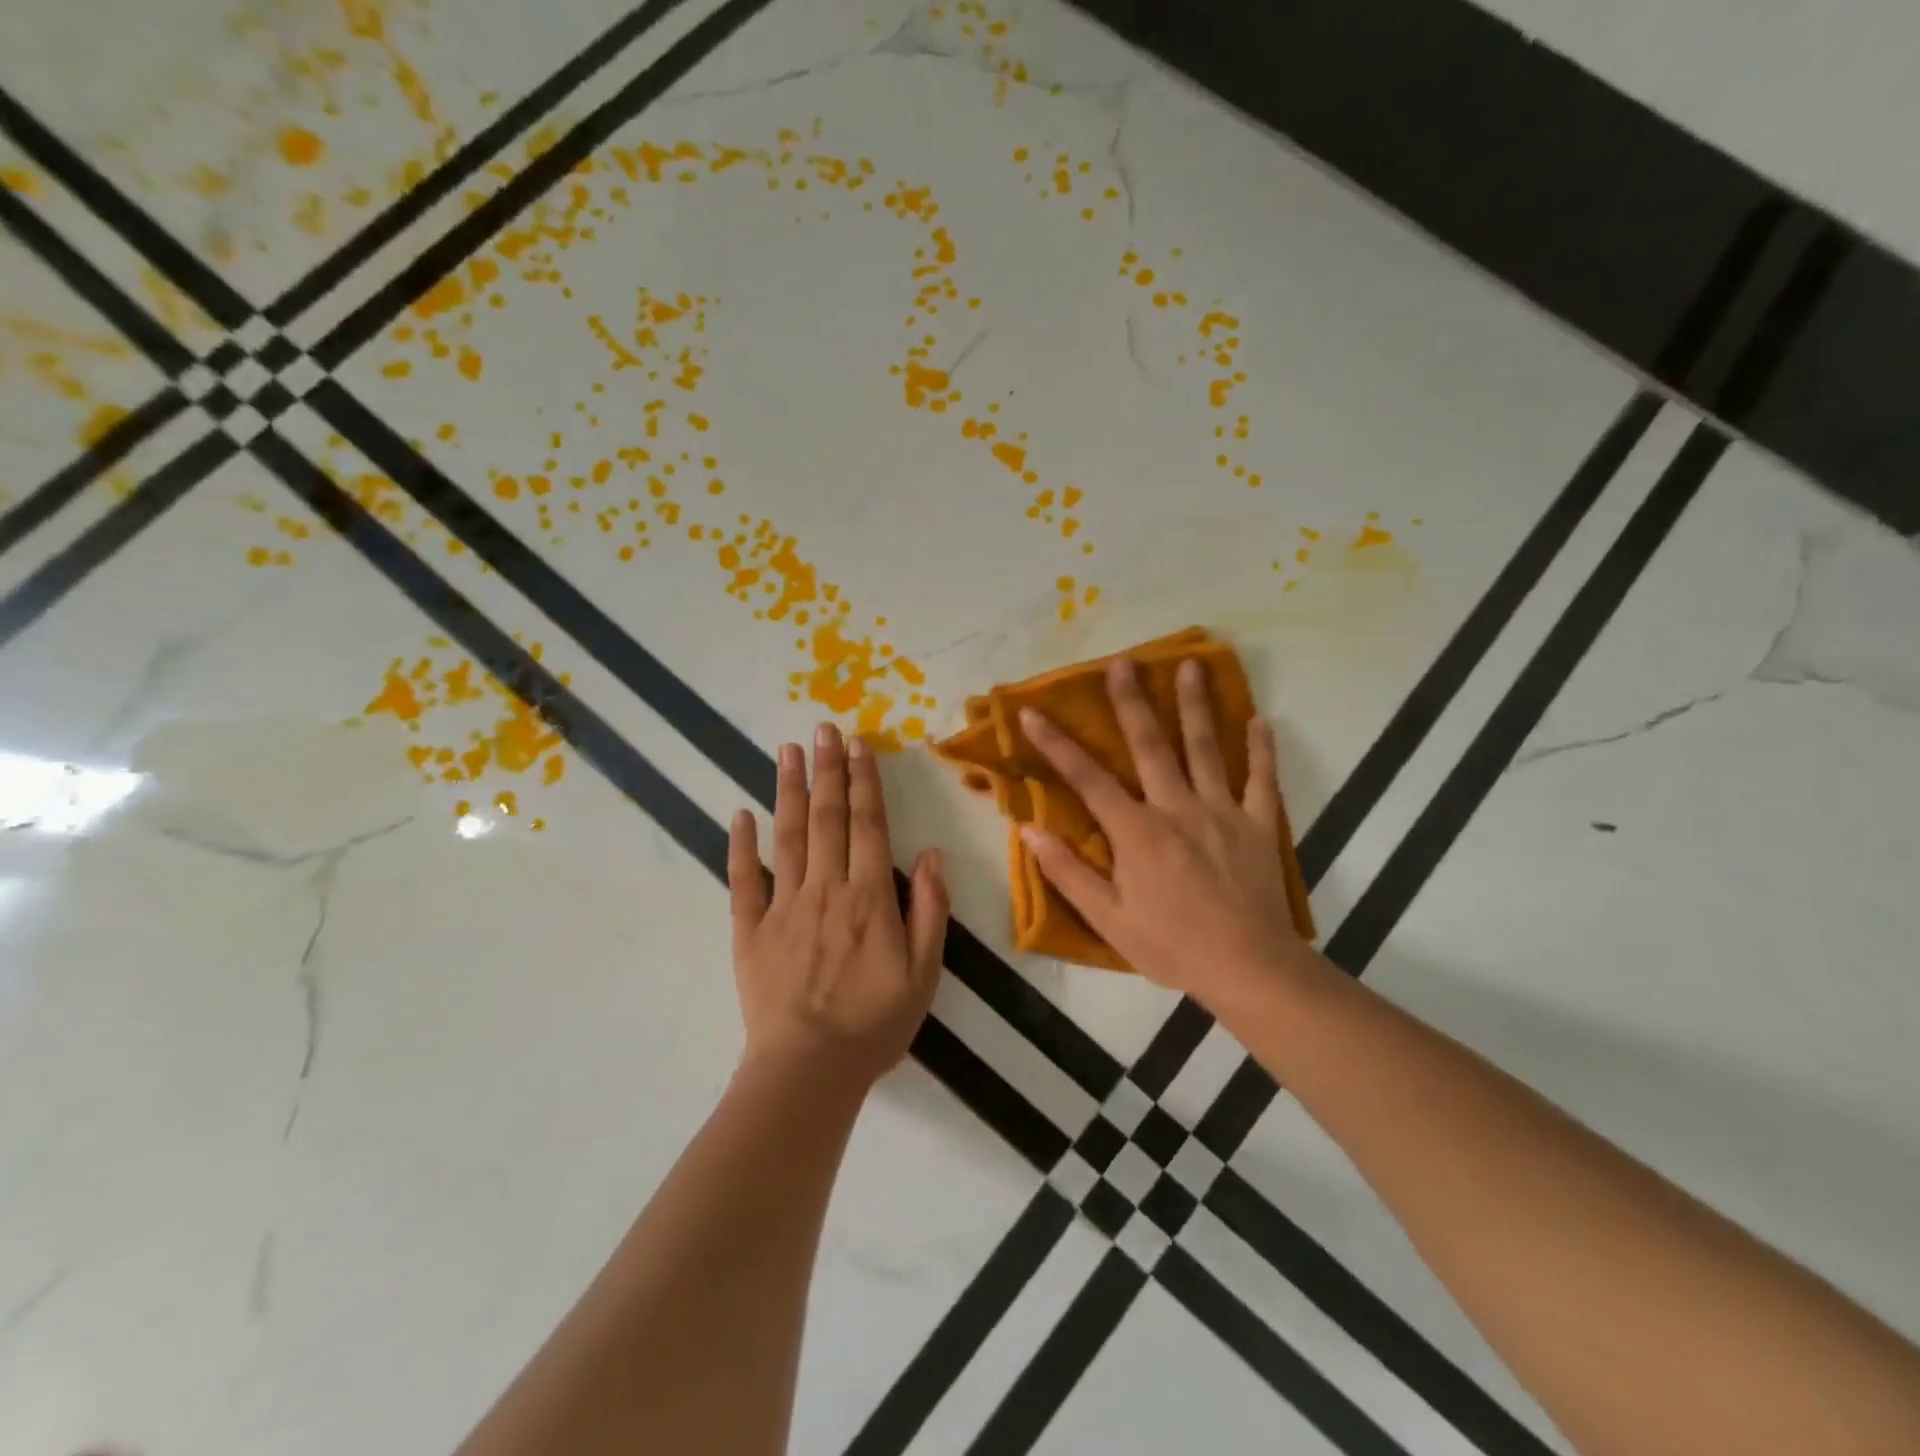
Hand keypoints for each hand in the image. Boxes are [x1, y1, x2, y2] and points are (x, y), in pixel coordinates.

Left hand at [728, 723, 948, 1091]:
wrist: (808, 1070)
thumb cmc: (874, 1024)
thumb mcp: (924, 974)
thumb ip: (929, 911)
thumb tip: (931, 856)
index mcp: (868, 897)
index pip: (867, 825)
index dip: (865, 782)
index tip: (860, 745)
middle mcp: (825, 888)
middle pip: (826, 817)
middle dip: (827, 769)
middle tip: (824, 727)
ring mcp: (783, 905)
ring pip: (787, 835)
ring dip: (788, 789)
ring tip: (788, 749)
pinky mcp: (750, 929)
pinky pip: (744, 879)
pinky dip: (741, 844)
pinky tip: (740, 813)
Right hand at [1018, 656, 1310, 1005]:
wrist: (1249, 968)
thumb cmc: (1173, 945)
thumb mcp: (1109, 920)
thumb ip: (1069, 873)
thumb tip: (1029, 832)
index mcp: (1137, 831)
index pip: (1088, 778)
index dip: (1056, 744)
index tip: (1033, 712)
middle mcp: (1177, 808)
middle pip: (1151, 745)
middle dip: (1132, 701)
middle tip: (1122, 661)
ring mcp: (1222, 811)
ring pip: (1206, 748)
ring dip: (1195, 705)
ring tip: (1190, 665)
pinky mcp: (1258, 824)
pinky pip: (1261, 779)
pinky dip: (1261, 748)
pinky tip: (1260, 719)